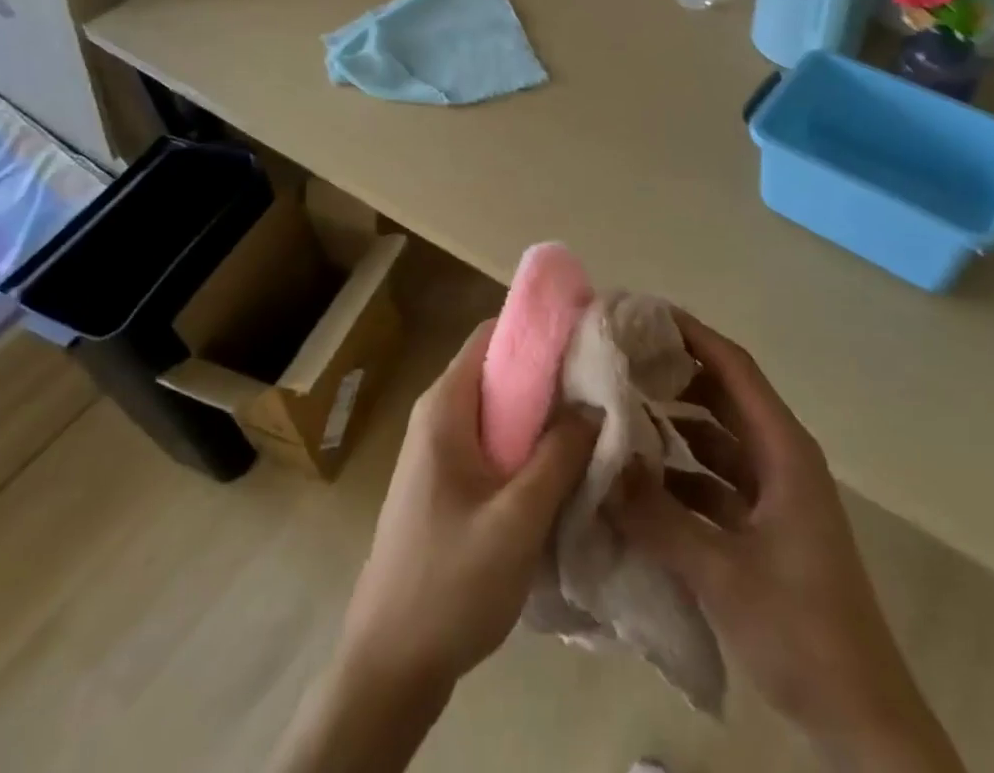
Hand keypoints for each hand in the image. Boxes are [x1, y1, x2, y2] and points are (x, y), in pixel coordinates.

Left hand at [340, 319, 598, 696]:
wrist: (389, 666)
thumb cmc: (449, 584)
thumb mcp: (516, 519)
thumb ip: (558, 456)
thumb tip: (595, 403)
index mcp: (445, 407)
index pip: (493, 334)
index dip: (540, 328)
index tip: (589, 334)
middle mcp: (439, 416)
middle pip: (500, 370)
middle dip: (551, 374)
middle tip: (605, 385)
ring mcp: (440, 451)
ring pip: (500, 410)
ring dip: (543, 414)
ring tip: (595, 423)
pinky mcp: (448, 482)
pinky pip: (494, 442)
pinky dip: (528, 444)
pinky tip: (563, 468)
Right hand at [614, 313, 962, 772]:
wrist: (863, 721)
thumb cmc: (802, 632)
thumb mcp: (722, 572)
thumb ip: (658, 518)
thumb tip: (603, 467)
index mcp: (784, 450)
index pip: (734, 368)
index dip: (691, 334)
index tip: (642, 314)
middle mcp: (780, 458)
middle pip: (724, 395)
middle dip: (676, 372)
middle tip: (620, 356)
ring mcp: (774, 494)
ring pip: (718, 438)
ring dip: (676, 422)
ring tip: (621, 406)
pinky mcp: (765, 527)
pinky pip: (716, 479)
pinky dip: (682, 471)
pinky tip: (642, 477)